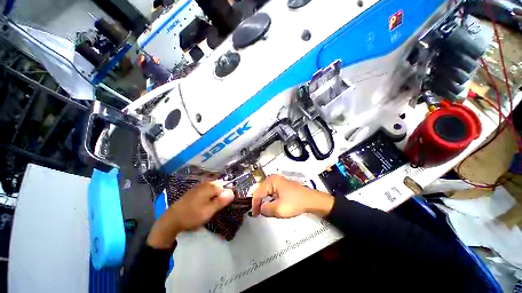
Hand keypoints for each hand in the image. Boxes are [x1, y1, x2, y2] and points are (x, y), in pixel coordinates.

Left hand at [147, 181, 233, 248]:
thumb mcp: (208, 211)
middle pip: (219, 185)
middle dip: (222, 194)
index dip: (228, 193)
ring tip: (213, 205)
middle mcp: (205, 183)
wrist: (172, 219)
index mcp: (210, 187)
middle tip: (219, 206)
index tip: (227, 203)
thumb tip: (232, 192)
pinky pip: (207, 189)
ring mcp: (199, 186)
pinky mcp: (195, 190)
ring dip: (216, 194)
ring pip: (213, 187)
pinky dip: (210, 194)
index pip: (225, 185)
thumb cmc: (192, 215)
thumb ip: (221, 201)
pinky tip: (207, 202)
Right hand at [251, 175, 333, 218]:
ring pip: (265, 192)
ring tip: (263, 210)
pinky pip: (271, 192)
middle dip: (259, 202)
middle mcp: (273, 179)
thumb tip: (260, 209)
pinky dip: (269, 199)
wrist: (311, 200)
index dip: (254, 204)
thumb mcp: (279, 209)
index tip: (254, 214)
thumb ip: (266, 209)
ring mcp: (277, 181)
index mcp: (271, 181)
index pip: (258, 193)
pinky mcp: (281, 186)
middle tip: (257, 213)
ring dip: (263, 201)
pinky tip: (270, 205)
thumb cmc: (295, 203)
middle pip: (260, 191)